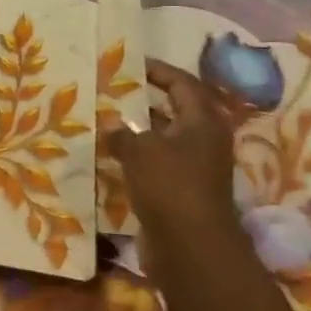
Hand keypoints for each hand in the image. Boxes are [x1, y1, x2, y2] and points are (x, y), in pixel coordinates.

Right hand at [106, 60, 240, 263]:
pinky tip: (112, 154)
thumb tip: (110, 124)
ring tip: (108, 118)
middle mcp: (203, 141)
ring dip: (140, 129)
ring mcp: (194, 168)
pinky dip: (137, 156)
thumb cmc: (170, 186)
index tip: (132, 63)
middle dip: (148, 98)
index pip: (183, 84)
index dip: (159, 70)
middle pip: (177, 110)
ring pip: (165, 138)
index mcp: (203, 122)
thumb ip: (122, 132)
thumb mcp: (140, 150)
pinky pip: (157, 163)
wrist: (190, 247)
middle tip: (117, 88)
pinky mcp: (181, 191)